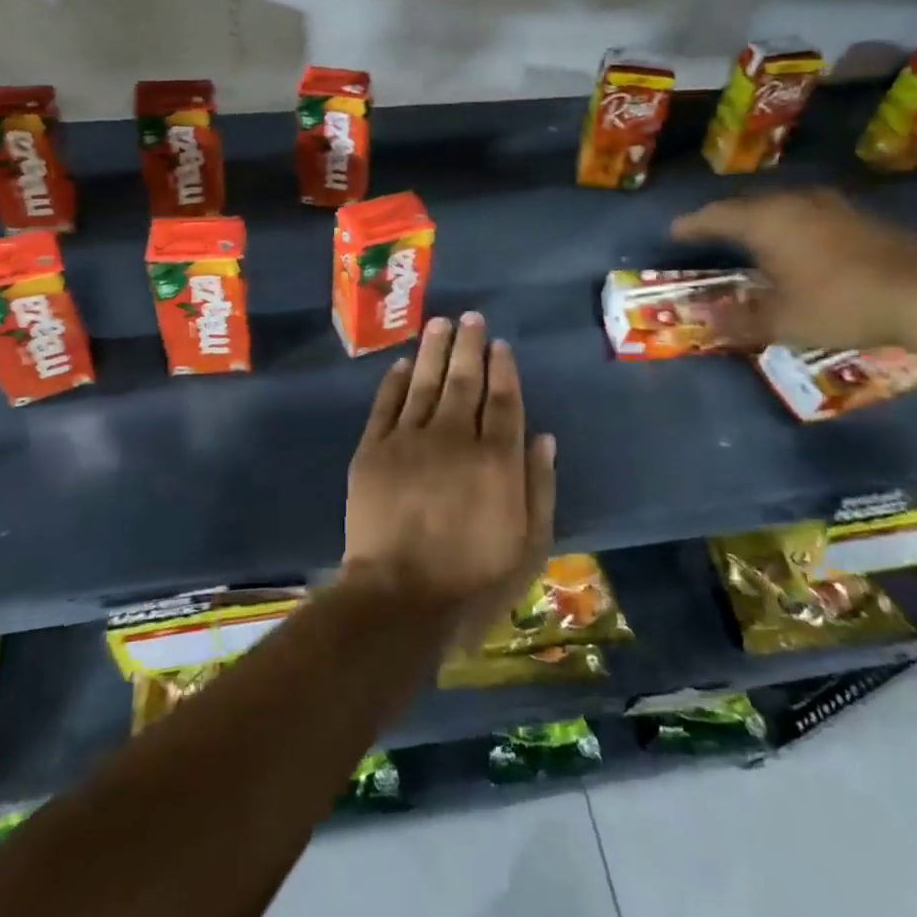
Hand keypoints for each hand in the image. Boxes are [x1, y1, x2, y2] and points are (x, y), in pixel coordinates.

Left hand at [341, 313, 556, 644]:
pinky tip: (401, 363)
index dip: (502, 368)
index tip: (499, 344)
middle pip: (463, 381)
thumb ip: (539, 486)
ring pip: (424, 382)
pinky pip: (385, 406)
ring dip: (432, 350)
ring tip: (438, 323)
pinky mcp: (373, 451)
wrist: (399, 599)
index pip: (502, 400)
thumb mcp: (529, 545)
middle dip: (468, 345)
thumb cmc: (473, 580)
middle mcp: (453, 438)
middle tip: (469, 317)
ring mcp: (409, 441)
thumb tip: (543, 436)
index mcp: (495, 459)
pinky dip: (394, 382)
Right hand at [671, 189, 916, 350]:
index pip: (717, 216)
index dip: (692, 225)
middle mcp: (796, 203)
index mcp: (768, 222)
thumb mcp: (783, 322)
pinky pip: (810, 214)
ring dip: (762, 220)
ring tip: (751, 236)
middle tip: (708, 232)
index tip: (674, 232)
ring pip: (783, 206)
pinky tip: (799, 245)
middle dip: (726, 219)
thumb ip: (740, 321)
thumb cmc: (842, 304)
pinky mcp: (863, 218)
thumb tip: (706, 322)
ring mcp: (833, 207)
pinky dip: (792, 226)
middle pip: (749, 205)